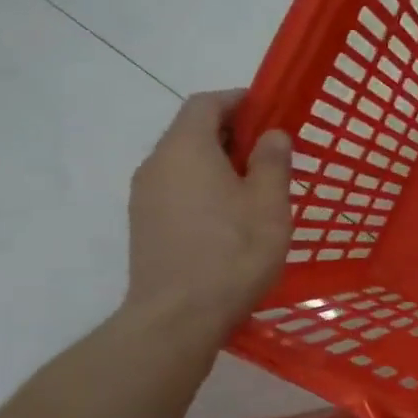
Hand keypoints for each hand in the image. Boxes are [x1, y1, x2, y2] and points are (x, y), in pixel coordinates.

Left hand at [124, 90, 294, 329]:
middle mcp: (157, 164)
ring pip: (184, 161)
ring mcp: (145, 197)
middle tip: (272, 152)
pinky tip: (231, 216)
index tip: (271, 111)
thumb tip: (271, 134)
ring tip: (256, 187)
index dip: (238, 100)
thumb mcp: (269, 203)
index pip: (206, 103)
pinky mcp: (145, 225)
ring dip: (219, 162)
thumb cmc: (233, 253)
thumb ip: (272, 161)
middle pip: (192, 131)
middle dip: (232, 133)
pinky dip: (204, 186)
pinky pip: (177, 188)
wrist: (178, 318)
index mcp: (186, 149)